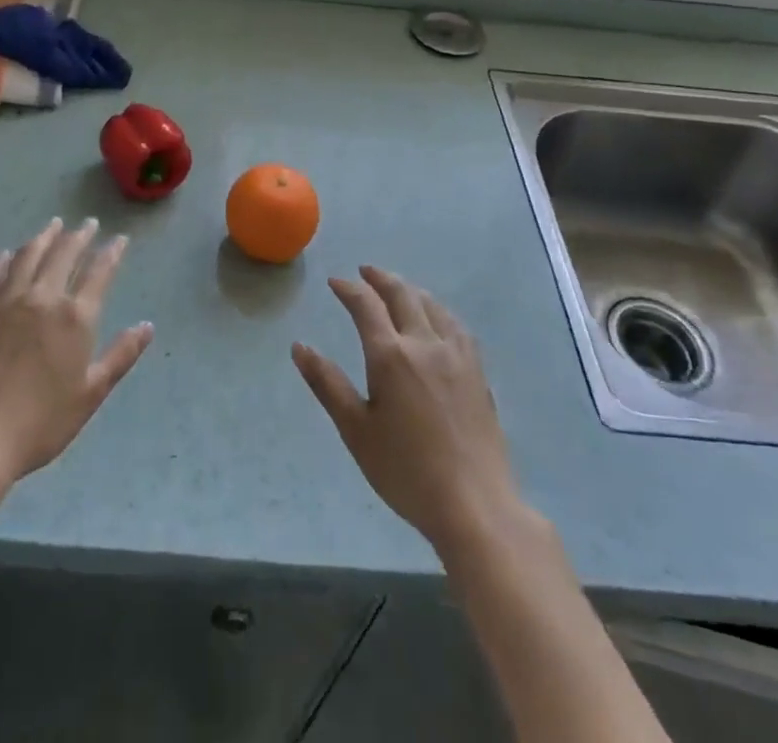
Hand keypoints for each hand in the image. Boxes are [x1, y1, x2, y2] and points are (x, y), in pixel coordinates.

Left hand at [0, 218, 152, 529]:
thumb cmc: (41, 423)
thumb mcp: (91, 394)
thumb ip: (121, 355)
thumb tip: (147, 326)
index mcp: (75, 317)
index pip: (99, 272)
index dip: (111, 253)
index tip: (119, 239)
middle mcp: (43, 298)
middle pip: (63, 255)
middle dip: (79, 236)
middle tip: (87, 224)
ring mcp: (6, 301)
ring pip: (28, 256)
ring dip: (44, 237)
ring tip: (53, 225)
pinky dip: (4, 259)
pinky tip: (8, 254)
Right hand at [293, 267, 519, 554]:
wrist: (475, 504)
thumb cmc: (406, 471)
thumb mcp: (356, 430)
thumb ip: (327, 384)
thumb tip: (299, 347)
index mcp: (391, 355)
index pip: (366, 306)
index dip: (349, 289)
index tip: (335, 282)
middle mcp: (424, 343)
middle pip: (402, 295)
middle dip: (380, 279)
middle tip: (365, 272)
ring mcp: (456, 355)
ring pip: (432, 306)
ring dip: (410, 290)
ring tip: (398, 288)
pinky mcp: (477, 372)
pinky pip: (455, 325)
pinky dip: (438, 310)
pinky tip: (438, 319)